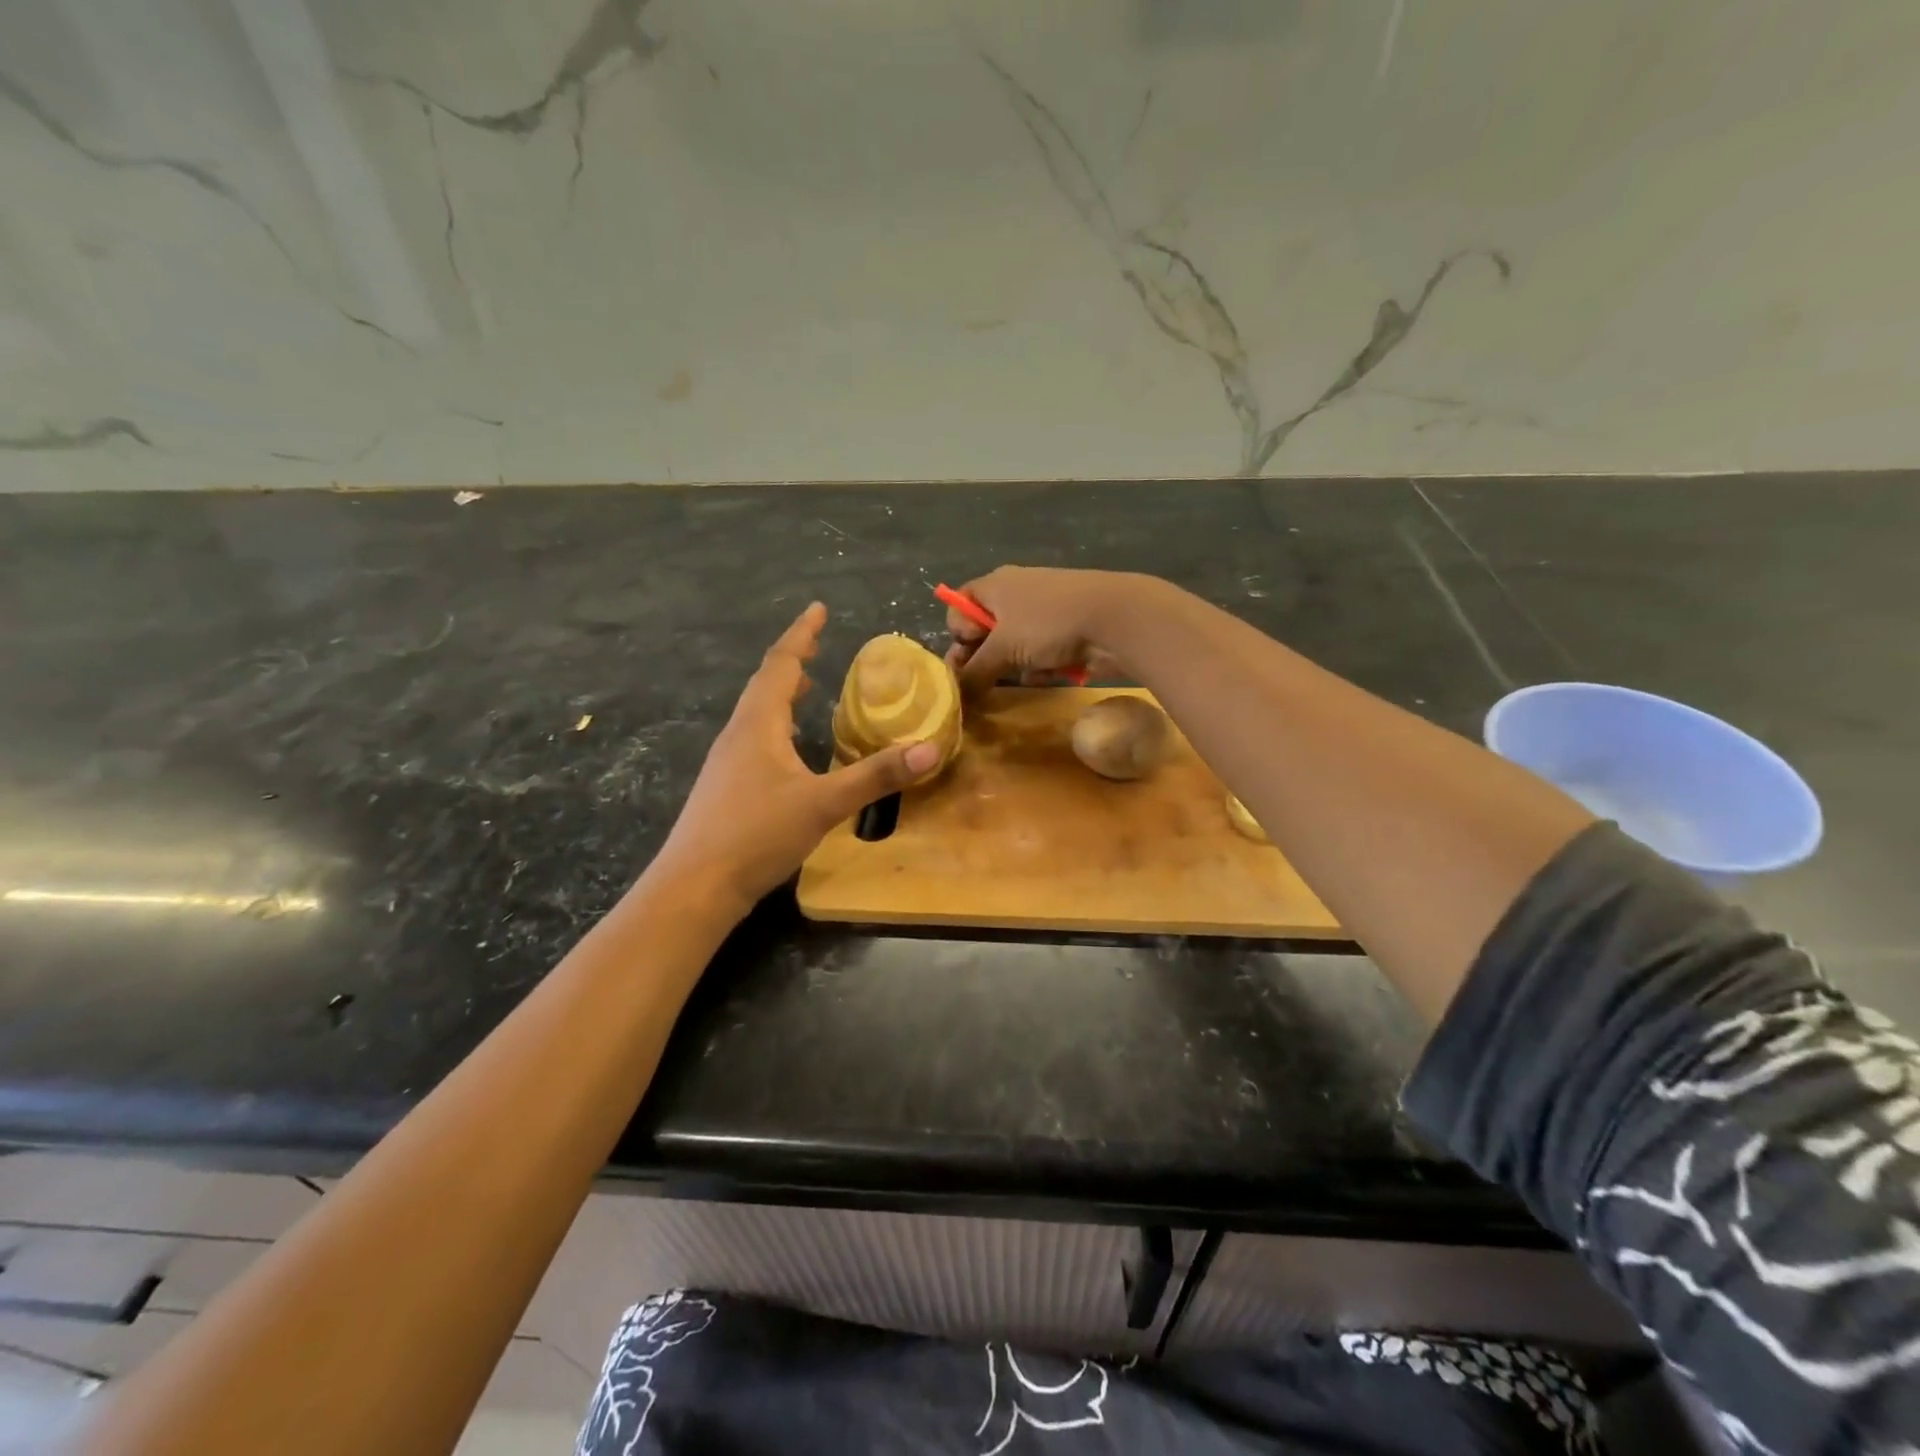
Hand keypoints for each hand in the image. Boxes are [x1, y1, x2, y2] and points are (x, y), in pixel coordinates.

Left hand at [653, 603, 940, 911]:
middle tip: (817, 646)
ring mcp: (726, 762)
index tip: (817, 609)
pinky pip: (754, 739)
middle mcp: (738, 734)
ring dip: (781, 693)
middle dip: (792, 661)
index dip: (802, 635)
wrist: (695, 886)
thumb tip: (930, 748)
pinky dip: (776, 726)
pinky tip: (789, 750)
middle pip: (764, 684)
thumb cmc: (757, 834)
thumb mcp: (824, 804)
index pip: (780, 664)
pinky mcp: (725, 788)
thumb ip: (876, 776)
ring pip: (757, 713)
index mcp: (758, 724)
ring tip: (805, 688)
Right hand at [943, 566, 1139, 689]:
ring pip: (1013, 646)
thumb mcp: (1003, 649)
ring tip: (1022, 675)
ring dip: (1012, 665)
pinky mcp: (1064, 631)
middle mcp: (1015, 593)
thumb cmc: (1048, 624)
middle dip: (984, 656)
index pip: (959, 605)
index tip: (969, 652)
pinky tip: (1046, 674)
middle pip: (985, 629)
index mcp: (994, 585)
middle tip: (984, 681)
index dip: (957, 632)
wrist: (1115, 619)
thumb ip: (975, 671)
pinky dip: (1038, 666)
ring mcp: (1042, 612)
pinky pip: (1038, 653)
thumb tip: (958, 693)